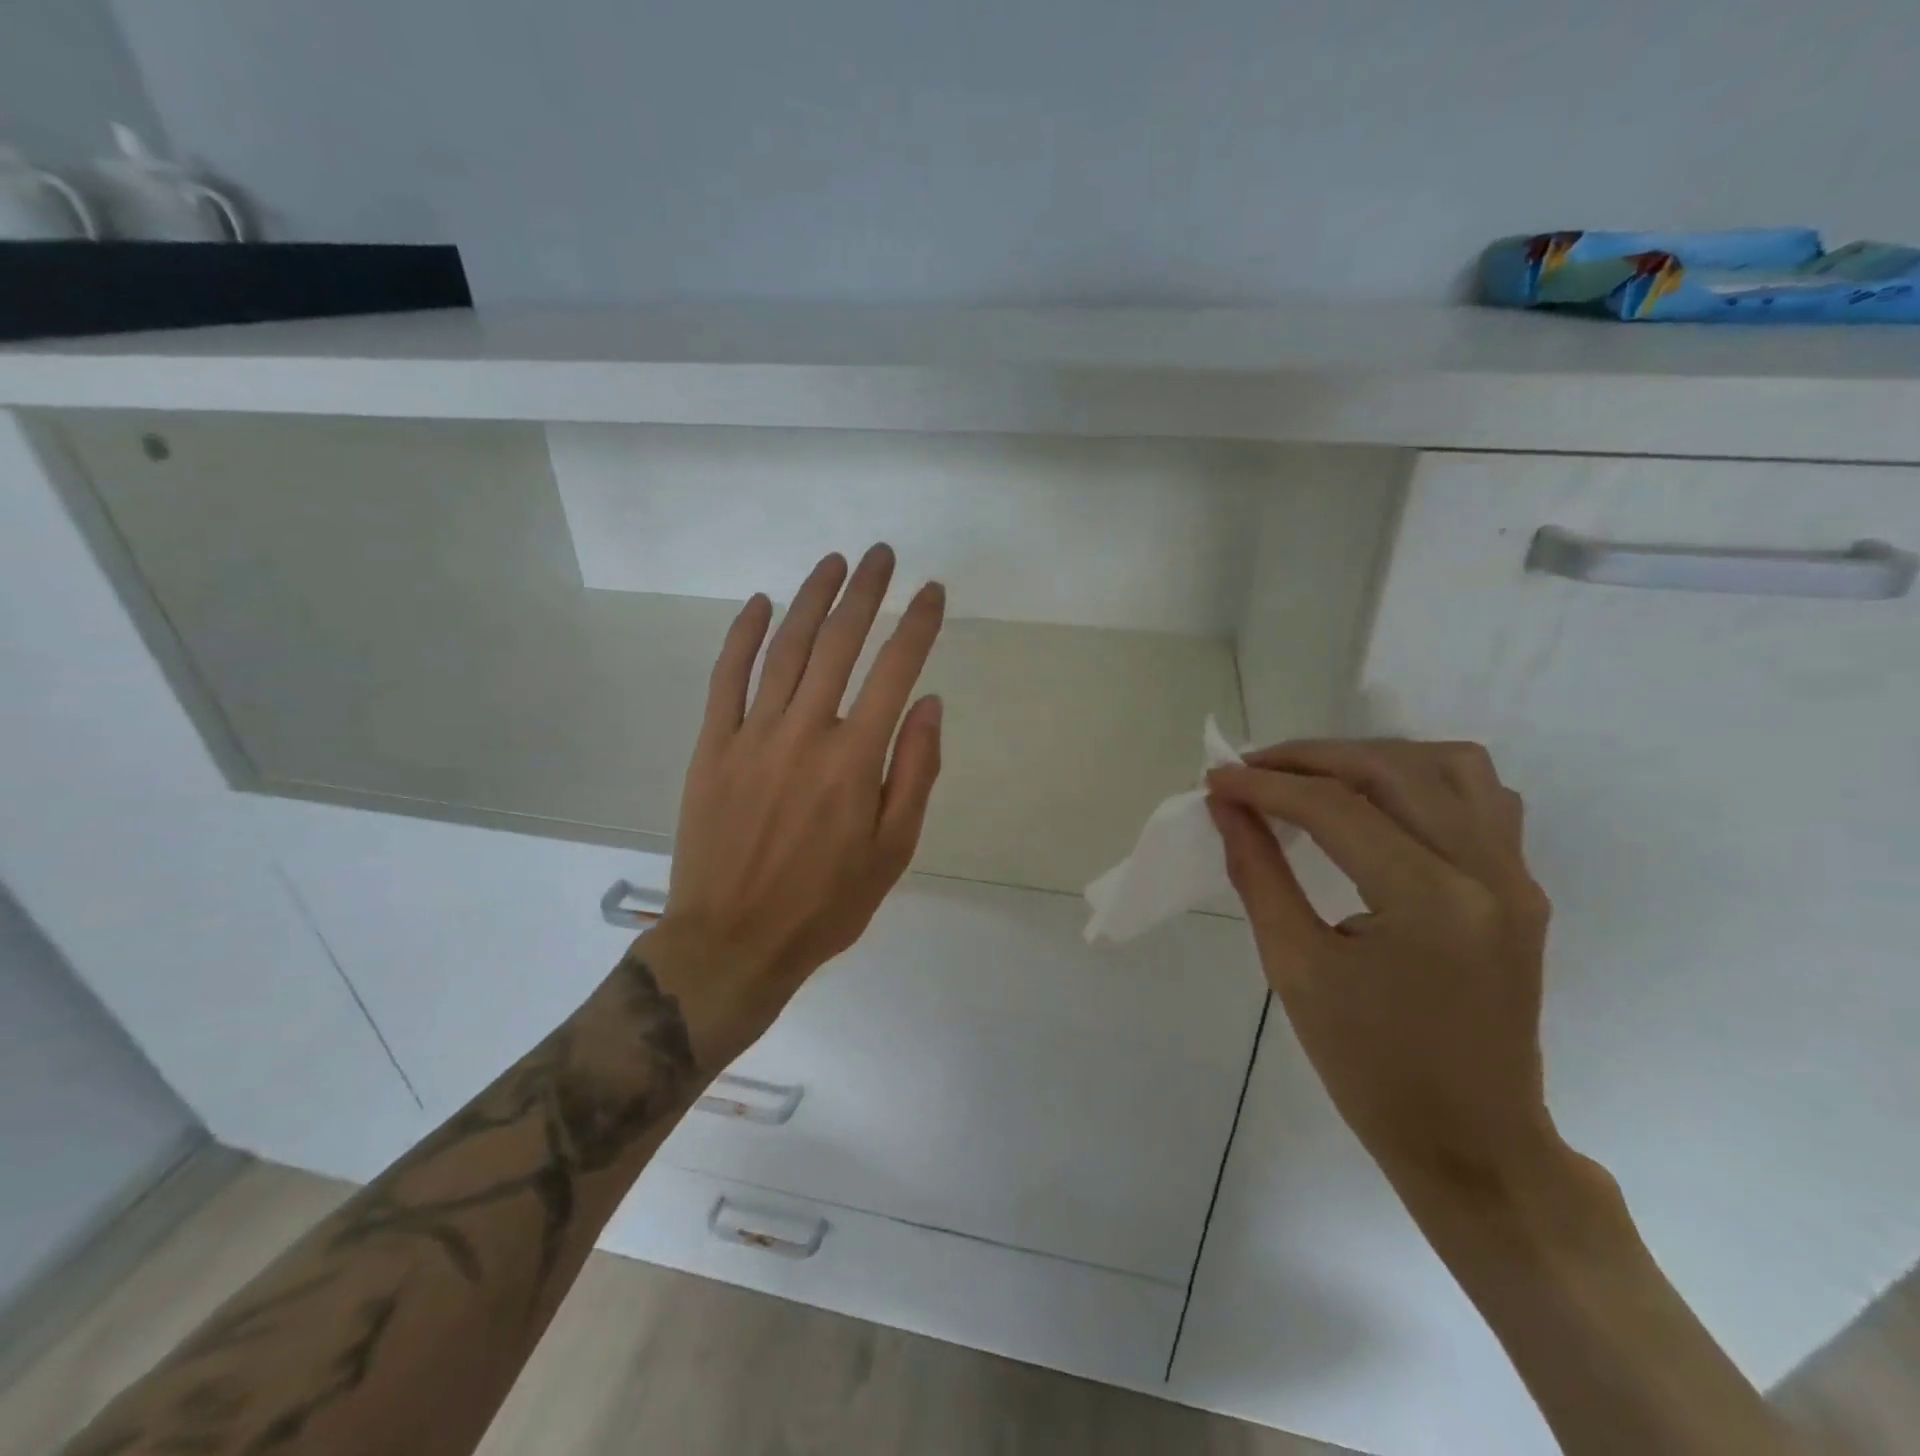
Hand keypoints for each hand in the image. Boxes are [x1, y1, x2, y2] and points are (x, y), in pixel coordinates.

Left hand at [652, 544, 944, 1047]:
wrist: (734, 941)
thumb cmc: (825, 903)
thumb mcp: (892, 851)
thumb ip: (914, 772)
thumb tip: (928, 704)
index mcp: (855, 759)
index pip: (895, 671)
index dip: (918, 625)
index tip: (933, 591)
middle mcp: (805, 732)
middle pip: (839, 644)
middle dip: (865, 593)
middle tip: (882, 555)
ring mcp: (752, 735)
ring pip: (785, 650)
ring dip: (811, 600)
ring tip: (833, 563)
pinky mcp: (713, 747)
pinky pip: (726, 679)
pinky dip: (742, 637)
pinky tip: (761, 605)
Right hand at [1206, 740, 1560, 1198]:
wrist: (1473, 1142)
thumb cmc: (1370, 1068)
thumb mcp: (1296, 968)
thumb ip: (1259, 873)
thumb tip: (1226, 808)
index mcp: (1428, 901)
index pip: (1335, 808)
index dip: (1265, 786)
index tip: (1216, 779)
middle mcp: (1485, 872)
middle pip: (1392, 769)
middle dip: (1311, 758)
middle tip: (1253, 771)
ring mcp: (1515, 877)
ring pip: (1451, 766)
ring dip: (1374, 757)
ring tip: (1316, 778)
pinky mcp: (1522, 888)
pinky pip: (1482, 798)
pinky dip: (1421, 780)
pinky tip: (1379, 804)